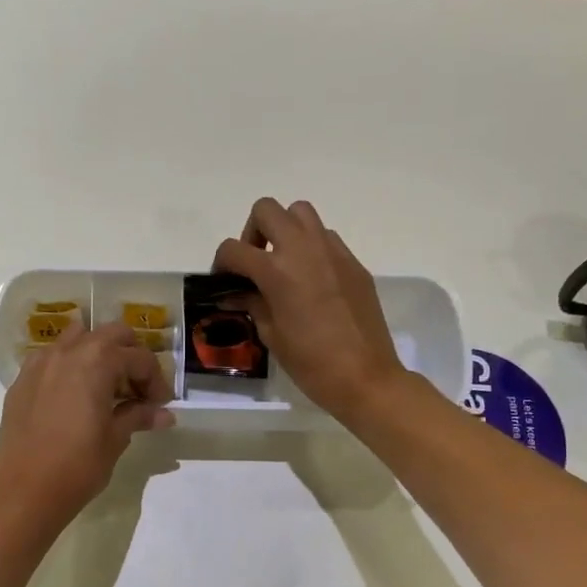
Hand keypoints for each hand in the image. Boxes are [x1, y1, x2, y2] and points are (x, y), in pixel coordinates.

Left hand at [0, 320, 174, 535]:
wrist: (23, 492)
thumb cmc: (77, 465)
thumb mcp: (115, 439)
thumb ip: (138, 416)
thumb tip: (163, 414)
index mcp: (97, 361)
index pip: (139, 358)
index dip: (156, 380)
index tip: (160, 405)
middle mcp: (68, 351)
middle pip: (110, 334)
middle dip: (130, 355)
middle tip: (137, 388)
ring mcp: (40, 363)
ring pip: (77, 338)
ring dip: (98, 353)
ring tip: (105, 385)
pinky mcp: (22, 380)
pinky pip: (52, 358)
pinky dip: (70, 365)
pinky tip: (74, 396)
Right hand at [213, 198, 407, 421]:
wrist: (365, 377)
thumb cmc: (311, 363)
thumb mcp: (271, 334)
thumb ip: (252, 304)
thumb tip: (235, 294)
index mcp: (277, 270)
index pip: (233, 249)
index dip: (221, 264)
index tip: (224, 282)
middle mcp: (303, 249)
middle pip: (266, 210)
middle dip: (253, 232)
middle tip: (255, 263)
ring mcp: (333, 251)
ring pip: (301, 212)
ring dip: (285, 229)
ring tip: (284, 263)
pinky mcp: (353, 262)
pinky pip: (326, 237)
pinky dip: (312, 247)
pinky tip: (313, 280)